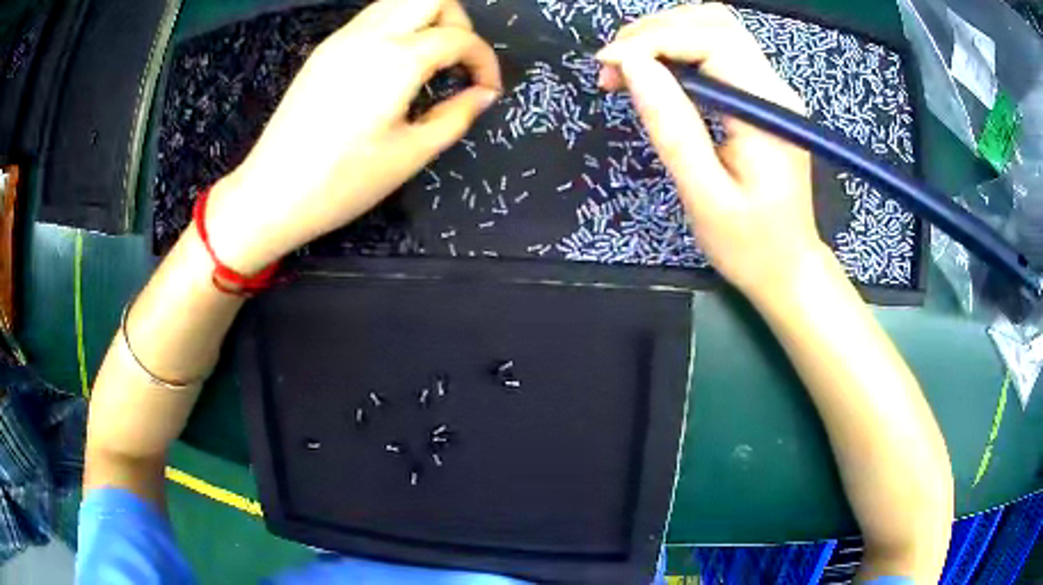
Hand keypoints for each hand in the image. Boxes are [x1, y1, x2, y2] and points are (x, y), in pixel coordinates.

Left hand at [205, 0, 501, 273]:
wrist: (271, 193)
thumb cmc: (343, 182)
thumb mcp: (411, 154)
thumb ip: (457, 116)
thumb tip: (484, 94)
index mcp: (397, 60)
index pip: (460, 38)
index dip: (484, 61)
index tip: (488, 90)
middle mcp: (371, 35)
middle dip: (458, 23)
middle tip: (457, 63)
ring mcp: (343, 38)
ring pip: (400, 1)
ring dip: (427, 20)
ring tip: (429, 61)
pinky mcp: (325, 49)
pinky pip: (374, 17)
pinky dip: (398, 27)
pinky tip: (394, 65)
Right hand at [596, 3, 820, 298]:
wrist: (788, 268)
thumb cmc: (749, 244)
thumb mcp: (704, 194)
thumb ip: (671, 126)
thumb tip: (631, 66)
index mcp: (767, 108)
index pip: (710, 40)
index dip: (652, 40)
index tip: (607, 64)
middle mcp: (774, 87)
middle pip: (713, 22)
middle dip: (654, 31)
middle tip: (614, 67)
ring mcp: (770, 89)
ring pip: (714, 29)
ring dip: (664, 36)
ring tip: (628, 69)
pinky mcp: (761, 98)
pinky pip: (717, 53)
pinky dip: (678, 52)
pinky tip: (655, 75)